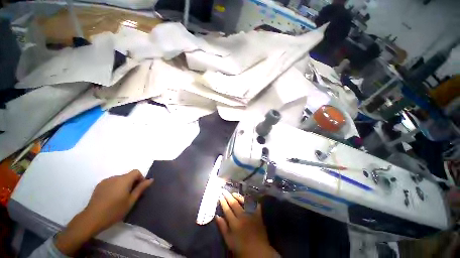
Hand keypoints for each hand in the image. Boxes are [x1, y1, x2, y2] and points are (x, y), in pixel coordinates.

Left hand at [55, 170, 152, 255]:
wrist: (92, 218)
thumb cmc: (114, 210)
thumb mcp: (131, 201)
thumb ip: (141, 189)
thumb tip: (150, 180)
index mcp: (124, 180)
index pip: (136, 171)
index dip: (140, 178)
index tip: (139, 188)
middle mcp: (115, 177)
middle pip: (128, 175)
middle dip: (132, 182)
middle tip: (130, 195)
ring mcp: (106, 181)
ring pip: (119, 179)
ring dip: (123, 184)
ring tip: (120, 197)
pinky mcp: (99, 185)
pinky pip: (112, 182)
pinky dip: (115, 186)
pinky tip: (111, 198)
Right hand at [216, 190, 277, 257]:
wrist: (258, 250)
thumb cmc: (241, 247)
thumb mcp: (229, 241)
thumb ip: (223, 228)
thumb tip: (217, 216)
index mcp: (235, 224)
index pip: (227, 210)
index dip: (223, 202)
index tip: (220, 196)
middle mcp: (243, 217)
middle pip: (234, 204)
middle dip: (228, 196)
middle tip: (224, 190)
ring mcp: (251, 214)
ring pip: (244, 201)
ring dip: (238, 196)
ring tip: (233, 193)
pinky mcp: (258, 214)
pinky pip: (254, 204)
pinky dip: (250, 200)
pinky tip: (246, 197)